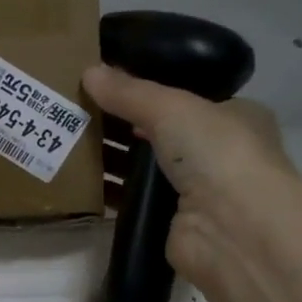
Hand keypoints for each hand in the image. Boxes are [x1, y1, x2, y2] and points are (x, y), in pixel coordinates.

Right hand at [82, 63, 299, 292]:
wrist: (233, 229)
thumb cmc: (217, 153)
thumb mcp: (171, 107)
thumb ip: (129, 92)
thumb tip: (88, 72)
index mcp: (233, 116)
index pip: (185, 97)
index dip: (147, 90)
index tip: (106, 83)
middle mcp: (217, 152)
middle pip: (158, 131)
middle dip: (120, 123)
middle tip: (77, 109)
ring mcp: (195, 190)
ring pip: (143, 166)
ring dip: (110, 157)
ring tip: (67, 139)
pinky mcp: (170, 220)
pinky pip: (132, 199)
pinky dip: (108, 191)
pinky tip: (76, 178)